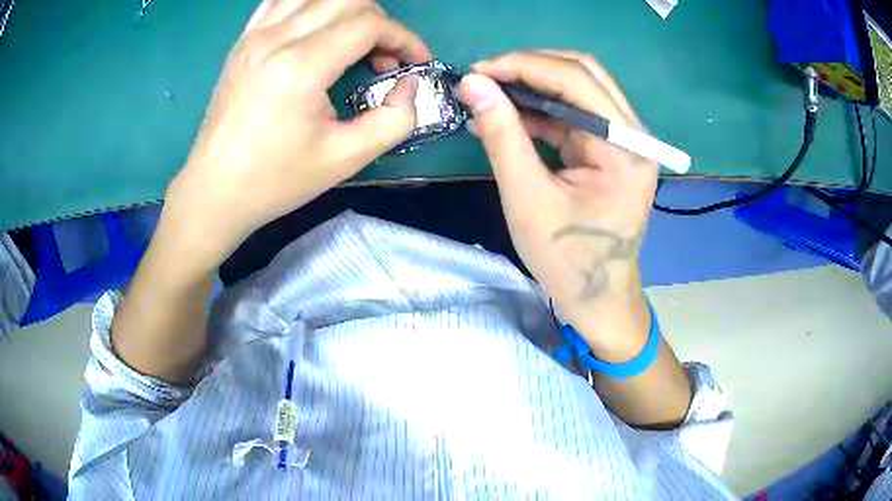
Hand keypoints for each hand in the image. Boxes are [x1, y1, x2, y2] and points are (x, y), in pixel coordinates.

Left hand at [163, 0, 429, 261]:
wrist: (214, 191)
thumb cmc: (275, 180)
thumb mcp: (345, 159)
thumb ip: (395, 120)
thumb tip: (409, 86)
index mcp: (302, 65)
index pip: (369, 24)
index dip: (404, 39)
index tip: (415, 64)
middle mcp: (277, 38)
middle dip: (380, 22)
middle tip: (384, 57)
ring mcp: (255, 35)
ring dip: (347, 10)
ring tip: (353, 41)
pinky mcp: (243, 41)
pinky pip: (282, 1)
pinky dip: (310, 6)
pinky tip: (317, 29)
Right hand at [457, 51, 657, 347]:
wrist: (598, 297)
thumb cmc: (567, 259)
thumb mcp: (528, 199)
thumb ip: (502, 137)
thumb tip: (472, 84)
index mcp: (625, 148)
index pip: (577, 81)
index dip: (524, 66)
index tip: (477, 72)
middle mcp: (633, 135)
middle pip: (583, 74)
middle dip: (529, 68)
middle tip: (484, 78)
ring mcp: (624, 140)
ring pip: (578, 88)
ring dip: (532, 85)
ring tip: (489, 95)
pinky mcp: (609, 149)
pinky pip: (574, 113)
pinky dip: (540, 110)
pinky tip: (507, 117)